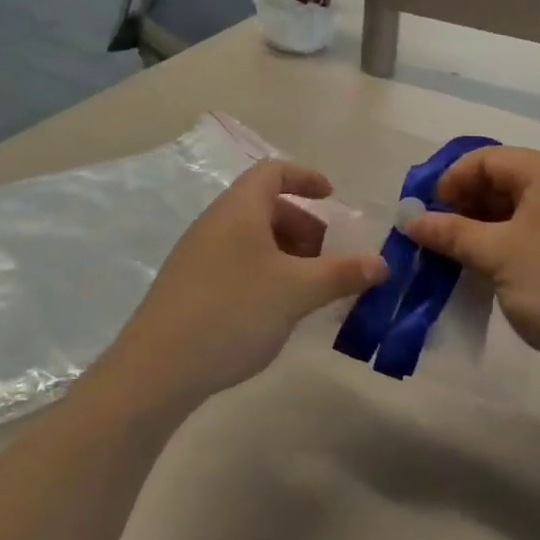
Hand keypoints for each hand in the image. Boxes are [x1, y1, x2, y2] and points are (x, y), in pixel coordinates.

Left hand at [104, 161, 387, 410]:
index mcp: (239, 208)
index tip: (333, 198)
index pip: (273, 171)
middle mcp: (215, 222)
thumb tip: (381, 263)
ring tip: (306, 290)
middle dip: (302, 226)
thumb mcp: (296, 291)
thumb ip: (341, 273)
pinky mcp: (189, 284)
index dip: (306, 177)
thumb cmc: (233, 312)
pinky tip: (274, 309)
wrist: (158, 367)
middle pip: (264, 205)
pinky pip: (236, 261)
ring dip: (285, 253)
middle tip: (326, 260)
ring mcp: (197, 253)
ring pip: (251, 237)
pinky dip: (264, 271)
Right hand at [402, 147, 539, 395]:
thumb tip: (411, 219)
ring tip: (464, 258)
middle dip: (467, 204)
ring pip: (524, 209)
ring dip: (487, 227)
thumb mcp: (496, 256)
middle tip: (441, 238)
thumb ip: (450, 232)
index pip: (487, 158)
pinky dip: (513, 243)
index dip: (450, 181)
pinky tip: (499, 273)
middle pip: (506, 179)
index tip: (427, 214)